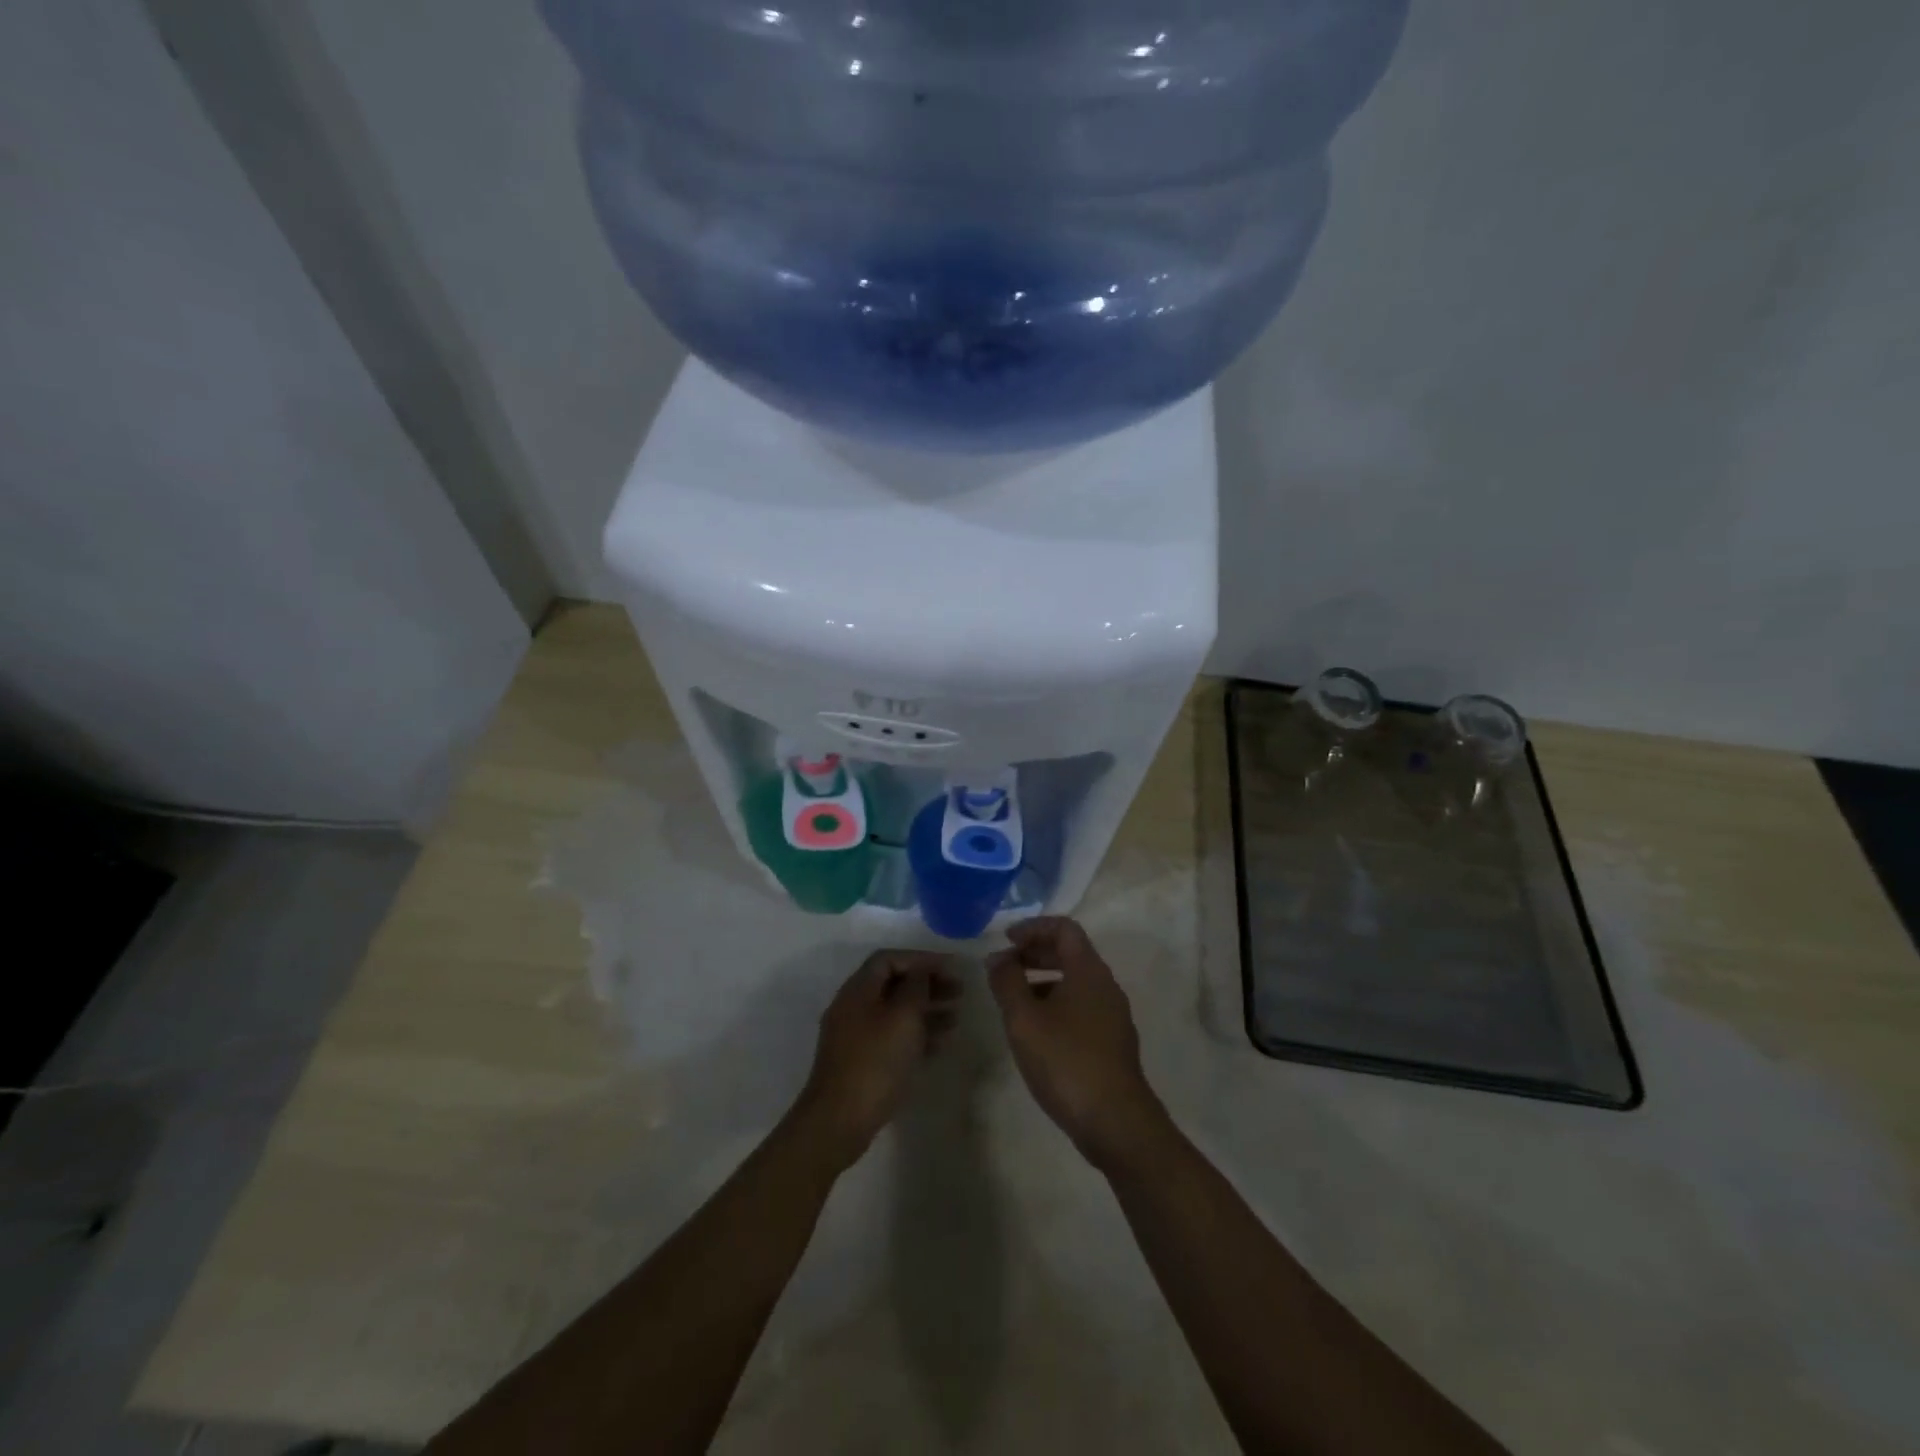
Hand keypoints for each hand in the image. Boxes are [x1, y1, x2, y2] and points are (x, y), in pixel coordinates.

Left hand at [796, 949, 959, 1169]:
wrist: (839, 1121)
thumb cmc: (875, 1061)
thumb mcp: (903, 1017)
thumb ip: (916, 987)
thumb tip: (923, 970)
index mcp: (858, 990)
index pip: (890, 959)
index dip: (922, 959)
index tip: (951, 968)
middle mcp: (853, 1007)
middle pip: (894, 984)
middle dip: (927, 985)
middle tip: (960, 992)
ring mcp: (855, 1036)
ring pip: (895, 1012)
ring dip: (926, 1010)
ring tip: (956, 1018)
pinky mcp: (861, 1062)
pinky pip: (893, 1037)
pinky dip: (916, 1035)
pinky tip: (940, 1044)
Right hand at [988, 917, 1167, 1170]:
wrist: (1116, 1122)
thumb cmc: (1066, 1060)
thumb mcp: (1024, 1019)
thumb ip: (1007, 982)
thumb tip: (998, 957)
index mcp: (1089, 971)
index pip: (1064, 928)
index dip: (1033, 927)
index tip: (1006, 939)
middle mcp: (1106, 986)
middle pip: (1070, 953)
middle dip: (1035, 954)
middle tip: (1004, 966)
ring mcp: (1112, 1015)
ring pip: (1075, 982)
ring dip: (1043, 981)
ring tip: (1013, 1000)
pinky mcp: (1112, 1042)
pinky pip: (1081, 1007)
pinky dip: (1055, 1004)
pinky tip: (1035, 1030)